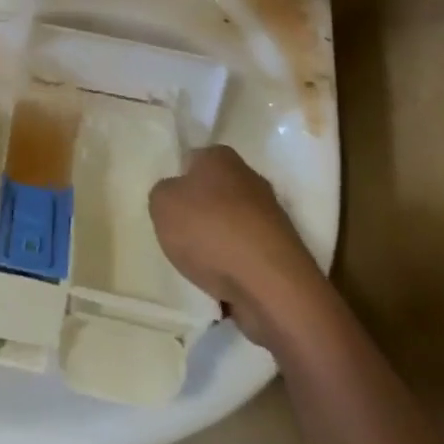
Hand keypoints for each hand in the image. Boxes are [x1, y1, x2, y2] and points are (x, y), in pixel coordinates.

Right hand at [150, 146, 319, 321]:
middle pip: (213, 193)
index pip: (191, 160)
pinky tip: (223, 282)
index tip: (168, 204)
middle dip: (199, 212)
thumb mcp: (162, 203)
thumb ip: (162, 193)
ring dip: (218, 241)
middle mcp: (250, 178)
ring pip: (231, 224)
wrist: (271, 286)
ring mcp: (271, 217)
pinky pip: (247, 254)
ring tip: (200, 265)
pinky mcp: (282, 252)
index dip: (177, 181)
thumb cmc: (210, 231)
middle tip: (179, 234)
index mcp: (221, 157)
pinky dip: (235, 266)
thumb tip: (175, 196)